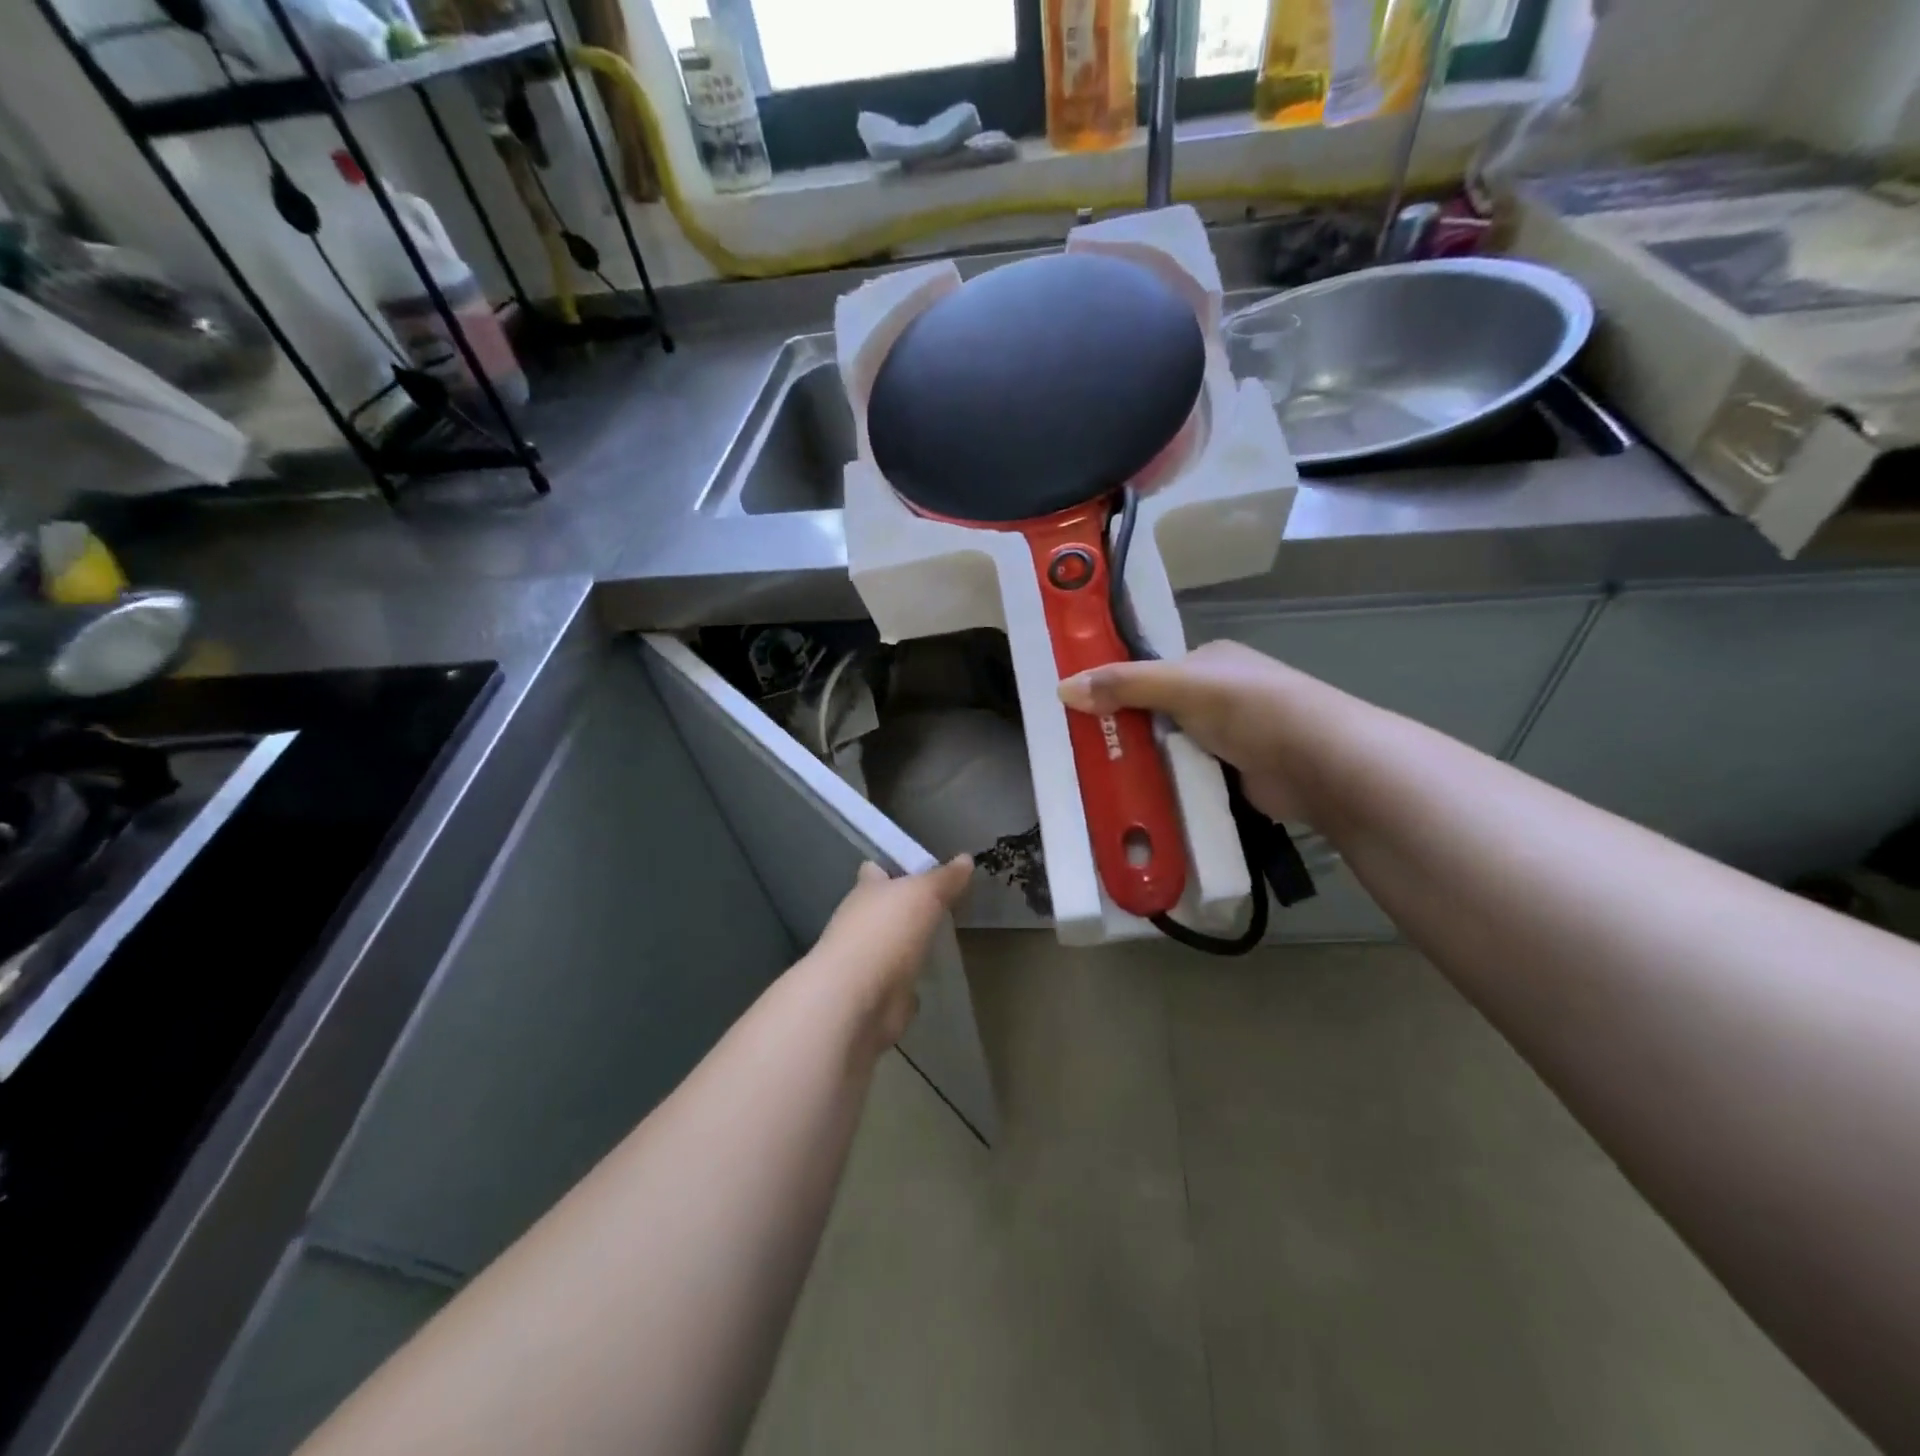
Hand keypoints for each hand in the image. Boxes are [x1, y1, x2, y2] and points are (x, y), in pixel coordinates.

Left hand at [804, 857, 972, 1047]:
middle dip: (908, 906)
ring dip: (911, 942)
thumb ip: (944, 878)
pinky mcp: (878, 994)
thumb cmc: (887, 931)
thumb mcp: (923, 893)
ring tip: (942, 936)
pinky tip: (931, 977)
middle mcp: (862, 922)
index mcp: (867, 891)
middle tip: (944, 902)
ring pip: (893, 943)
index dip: (895, 866)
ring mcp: (868, 960)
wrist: (858, 999)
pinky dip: (911, 979)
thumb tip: (966, 858)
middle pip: (886, 907)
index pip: (876, 870)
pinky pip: (898, 980)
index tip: (922, 867)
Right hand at [1058, 641, 1345, 823]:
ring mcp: (1229, 737)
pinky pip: (1186, 776)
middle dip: (1126, 728)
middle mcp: (1219, 694)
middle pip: (1157, 710)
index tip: (1080, 707)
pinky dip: (1165, 785)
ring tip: (1098, 776)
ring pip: (1170, 746)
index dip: (1117, 685)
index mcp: (1210, 661)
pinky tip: (1135, 797)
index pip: (1152, 670)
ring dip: (1144, 761)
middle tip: (1083, 749)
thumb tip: (1061, 689)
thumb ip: (1124, 684)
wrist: (1320, 764)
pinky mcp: (1233, 774)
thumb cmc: (1250, 708)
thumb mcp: (1181, 686)